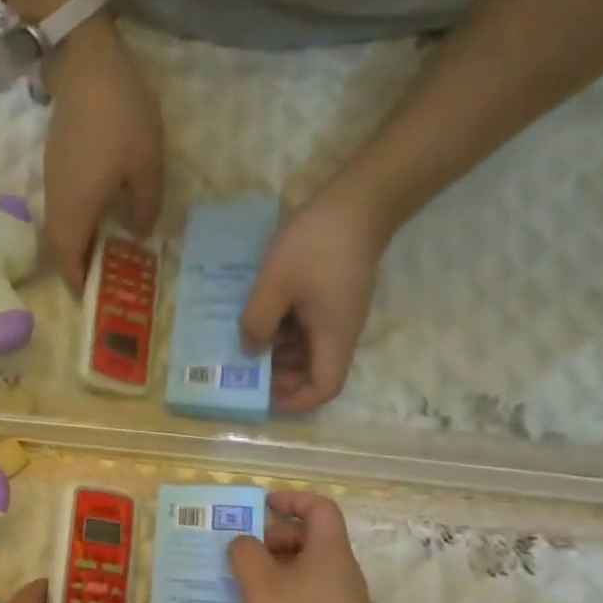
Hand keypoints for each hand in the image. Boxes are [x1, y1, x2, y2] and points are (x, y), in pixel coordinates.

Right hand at [42, 22, 163, 290]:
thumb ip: (145, 207)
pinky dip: (81, 218)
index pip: (67, 257)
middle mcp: (57, 199)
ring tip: (109, 248)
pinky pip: (65, 203)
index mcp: (75, 208)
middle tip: (105, 275)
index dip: (76, 280)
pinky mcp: (56, 160)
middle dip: (78, 264)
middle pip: (60, 244)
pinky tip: (105, 211)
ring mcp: (53, 178)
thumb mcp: (148, 167)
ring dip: (80, 240)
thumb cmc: (121, 120)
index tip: (91, 297)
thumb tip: (137, 234)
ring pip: (62, 223)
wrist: (88, 65)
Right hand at [227, 492, 402, 602]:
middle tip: (235, 554)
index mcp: (328, 551)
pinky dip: (276, 599)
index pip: (318, 507)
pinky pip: (300, 598)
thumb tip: (243, 543)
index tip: (261, 506)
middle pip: (305, 539)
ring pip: (299, 571)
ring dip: (267, 572)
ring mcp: (336, 602)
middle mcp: (337, 571)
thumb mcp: (261, 586)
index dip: (291, 499)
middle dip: (269, 539)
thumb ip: (245, 554)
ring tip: (234, 585)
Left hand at [240, 179, 389, 411]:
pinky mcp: (331, 296)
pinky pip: (307, 325)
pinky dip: (284, 327)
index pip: (324, 388)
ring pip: (308, 348)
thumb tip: (249, 351)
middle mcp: (340, 332)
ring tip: (245, 337)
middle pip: (314, 371)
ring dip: (279, 350)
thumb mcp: (275, 284)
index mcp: (334, 337)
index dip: (295, 400)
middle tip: (244, 364)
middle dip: (280, 375)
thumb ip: (258, 321)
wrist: (357, 202)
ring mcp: (337, 313)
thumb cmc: (315, 245)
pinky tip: (259, 312)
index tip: (263, 393)